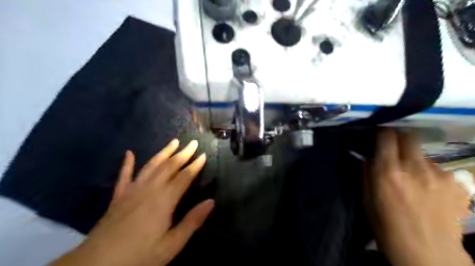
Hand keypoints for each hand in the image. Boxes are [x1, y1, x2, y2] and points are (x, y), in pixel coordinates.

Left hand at [52, 139, 214, 265]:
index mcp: (164, 200)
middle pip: (169, 166)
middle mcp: (149, 189)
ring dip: (163, 152)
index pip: (184, 177)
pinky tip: (129, 153)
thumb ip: (192, 221)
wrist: (96, 265)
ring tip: (174, 142)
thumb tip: (211, 202)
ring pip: (151, 165)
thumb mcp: (171, 244)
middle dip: (183, 153)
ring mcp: (132, 190)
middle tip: (193, 143)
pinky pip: (124, 175)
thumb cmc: (139, 256)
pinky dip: (127, 163)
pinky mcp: (118, 196)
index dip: (195, 165)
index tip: (203, 155)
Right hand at [365, 130, 470, 265]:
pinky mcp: (456, 183)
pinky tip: (428, 190)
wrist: (428, 253)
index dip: (381, 132)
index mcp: (388, 172)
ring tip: (413, 178)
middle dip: (399, 138)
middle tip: (394, 148)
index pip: (386, 136)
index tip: (378, 135)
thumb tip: (370, 157)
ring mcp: (439, 174)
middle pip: (409, 136)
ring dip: (414, 160)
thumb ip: (367, 172)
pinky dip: (429, 174)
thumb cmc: (387, 225)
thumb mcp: (367, 198)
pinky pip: (438, 169)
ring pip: (423, 154)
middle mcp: (414, 167)